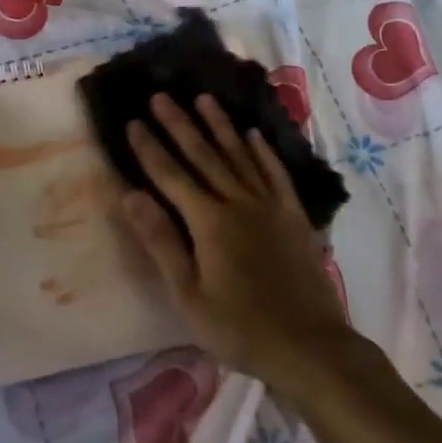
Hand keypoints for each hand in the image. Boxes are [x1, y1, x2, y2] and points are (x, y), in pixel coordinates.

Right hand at [118, 92, 352, 383]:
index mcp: (209, 222)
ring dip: (220, 125)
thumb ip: (162, 241)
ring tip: (204, 98)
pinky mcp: (294, 215)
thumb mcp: (189, 295)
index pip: (171, 176)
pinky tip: (254, 134)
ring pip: (240, 155)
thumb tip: (132, 195)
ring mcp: (269, 205)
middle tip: (161, 96)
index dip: (150, 148)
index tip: (133, 121)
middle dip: (179, 124)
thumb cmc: (240, 328)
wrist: (310, 346)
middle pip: (204, 155)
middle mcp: (238, 202)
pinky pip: (276, 173)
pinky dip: (263, 151)